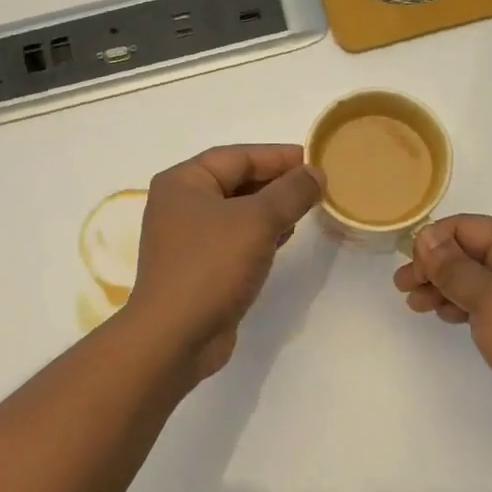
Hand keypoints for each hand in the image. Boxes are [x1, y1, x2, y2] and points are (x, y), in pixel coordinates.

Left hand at [126, 144, 323, 378]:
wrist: (176, 336)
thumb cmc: (211, 266)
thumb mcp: (257, 221)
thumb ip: (290, 192)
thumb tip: (315, 173)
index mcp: (183, 182)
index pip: (237, 156)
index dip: (277, 156)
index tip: (314, 159)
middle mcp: (180, 205)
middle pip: (236, 182)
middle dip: (276, 182)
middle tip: (316, 185)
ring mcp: (188, 239)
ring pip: (237, 213)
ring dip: (271, 209)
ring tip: (306, 208)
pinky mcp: (199, 268)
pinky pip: (234, 240)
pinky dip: (260, 235)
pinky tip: (285, 238)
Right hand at [394, 215, 491, 437]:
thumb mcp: (487, 296)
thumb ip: (453, 267)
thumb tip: (427, 238)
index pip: (466, 227)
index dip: (434, 241)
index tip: (410, 266)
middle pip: (467, 253)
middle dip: (433, 266)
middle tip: (403, 287)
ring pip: (472, 280)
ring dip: (442, 287)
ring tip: (415, 304)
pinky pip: (483, 303)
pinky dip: (459, 305)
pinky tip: (443, 315)